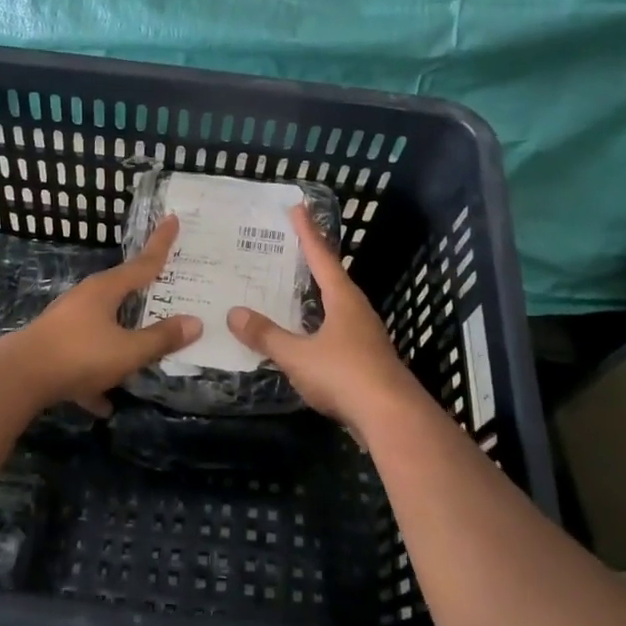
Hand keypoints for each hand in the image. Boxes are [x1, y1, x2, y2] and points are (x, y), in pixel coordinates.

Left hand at [6, 216, 200, 415]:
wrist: (19, 378)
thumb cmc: (80, 355)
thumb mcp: (128, 350)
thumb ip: (161, 338)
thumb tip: (195, 322)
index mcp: (106, 290)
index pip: (143, 263)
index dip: (161, 243)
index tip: (173, 218)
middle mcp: (86, 299)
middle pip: (122, 292)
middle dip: (143, 294)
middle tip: (166, 289)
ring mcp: (67, 323)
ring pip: (103, 327)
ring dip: (121, 341)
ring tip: (141, 357)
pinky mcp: (54, 349)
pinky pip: (85, 359)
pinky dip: (96, 376)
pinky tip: (104, 403)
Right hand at [228, 204, 423, 437]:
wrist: (392, 417)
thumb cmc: (344, 374)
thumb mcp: (297, 355)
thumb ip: (266, 335)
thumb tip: (234, 313)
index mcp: (343, 299)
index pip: (321, 257)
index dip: (307, 233)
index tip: (298, 208)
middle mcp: (357, 311)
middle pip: (333, 278)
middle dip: (313, 261)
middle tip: (291, 246)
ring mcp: (366, 336)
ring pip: (337, 307)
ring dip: (317, 296)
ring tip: (295, 289)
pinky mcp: (367, 361)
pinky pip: (337, 332)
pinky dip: (319, 325)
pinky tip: (308, 336)